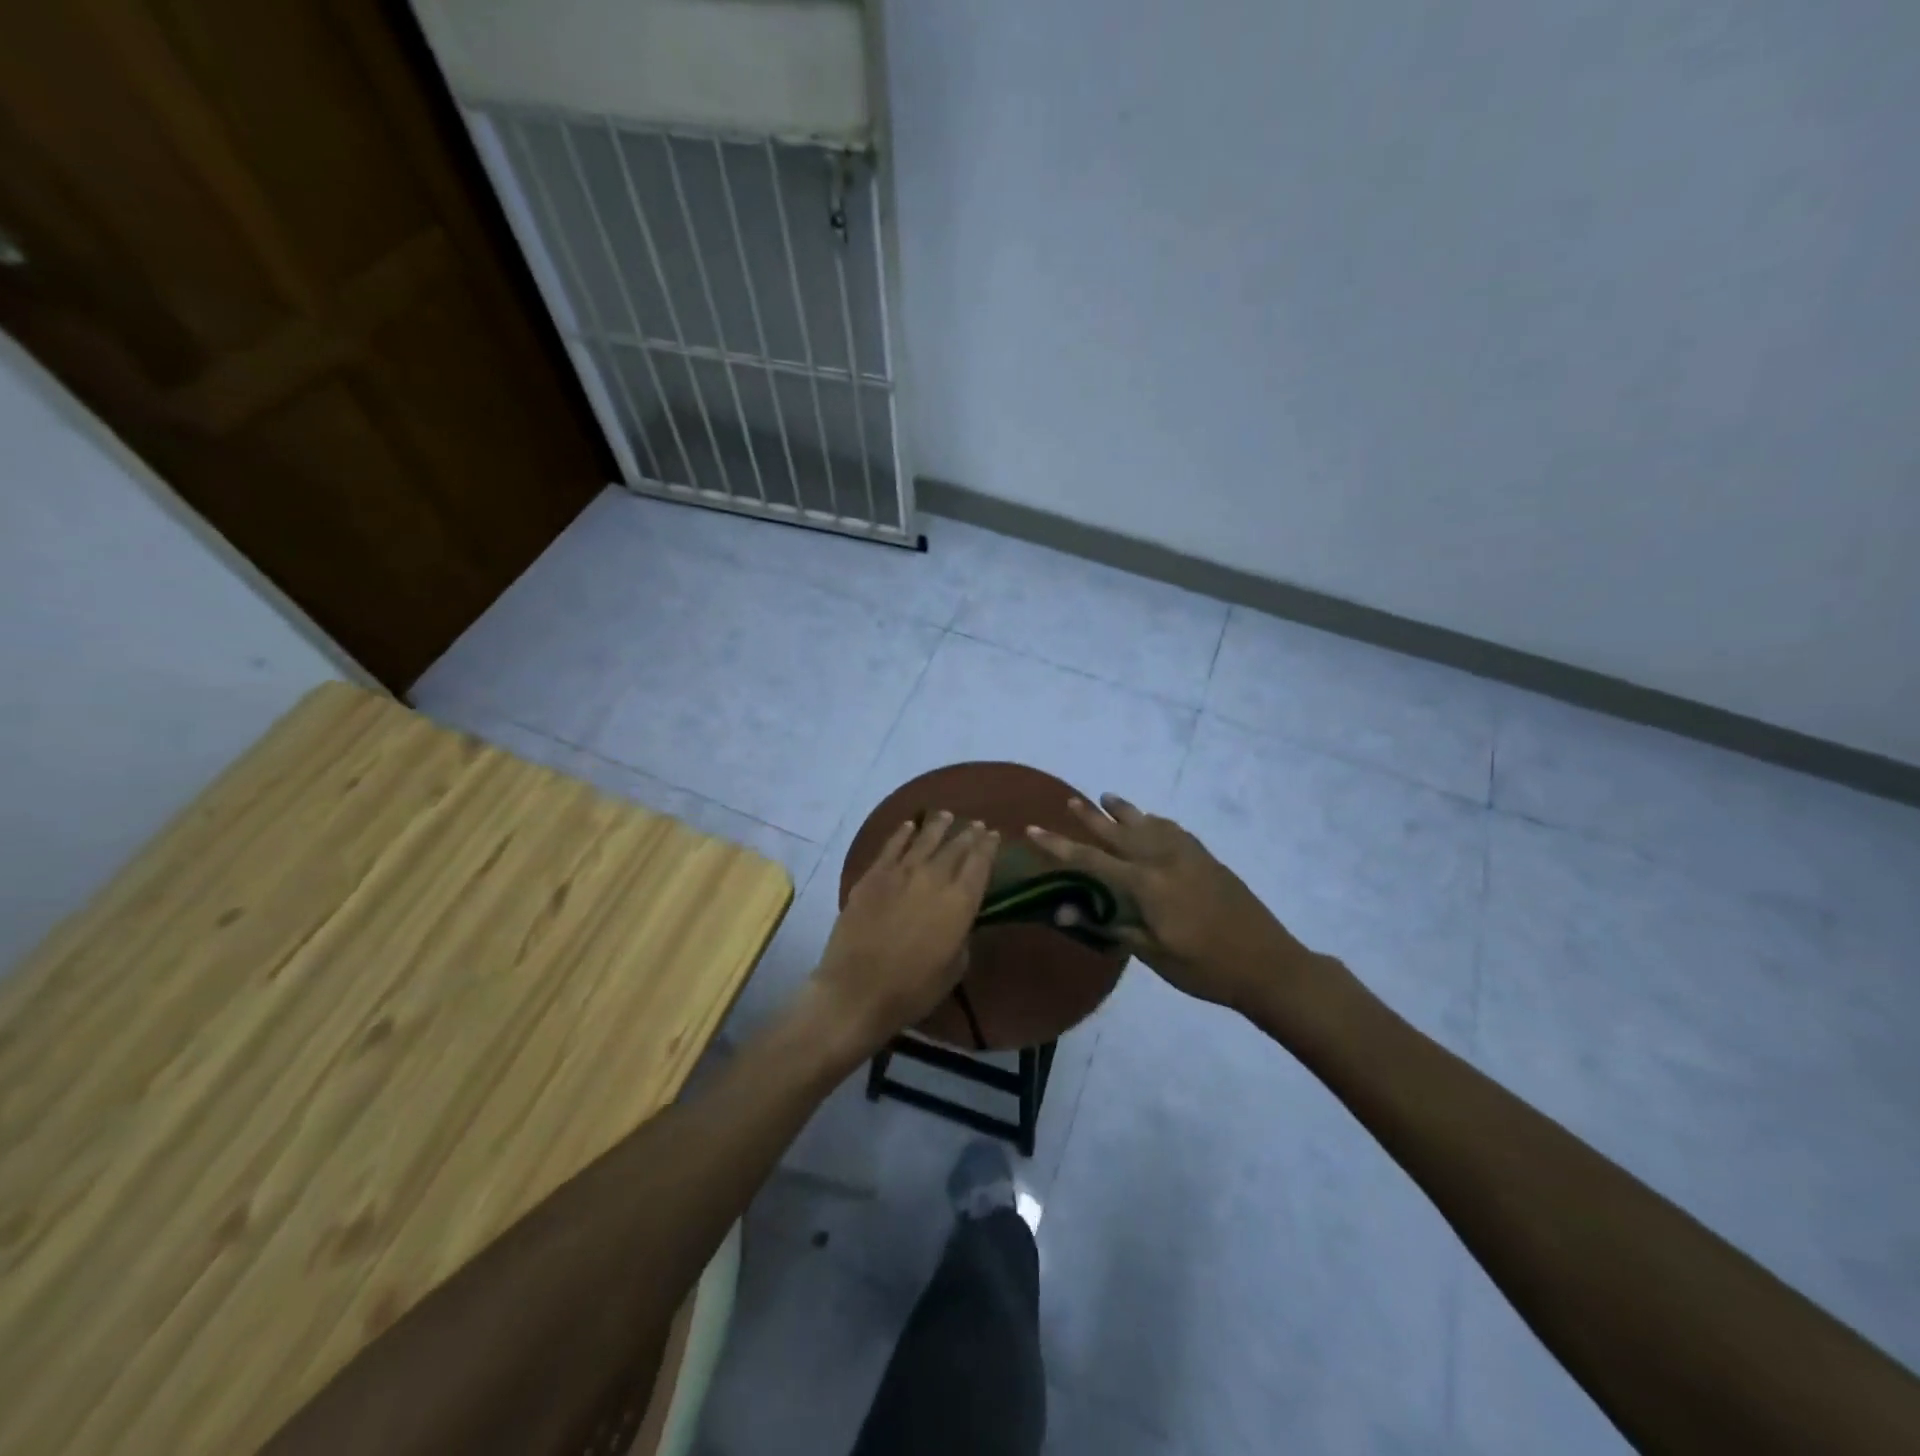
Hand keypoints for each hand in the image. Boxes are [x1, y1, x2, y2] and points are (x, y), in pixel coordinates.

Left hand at [814, 812, 997, 1048]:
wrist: (858, 990)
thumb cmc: (913, 989)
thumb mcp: (954, 967)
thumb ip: (962, 935)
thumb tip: (959, 918)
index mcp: (960, 902)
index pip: (980, 864)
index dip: (989, 847)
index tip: (994, 834)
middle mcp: (934, 879)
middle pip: (955, 848)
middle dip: (968, 834)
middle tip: (976, 824)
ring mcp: (900, 873)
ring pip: (925, 840)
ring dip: (938, 826)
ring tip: (947, 815)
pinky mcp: (872, 876)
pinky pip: (891, 846)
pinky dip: (902, 833)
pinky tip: (910, 825)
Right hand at [1027, 794, 1320, 1012]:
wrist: (1268, 964)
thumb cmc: (1204, 967)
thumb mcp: (1151, 953)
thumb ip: (1109, 925)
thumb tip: (1064, 910)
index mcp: (1147, 884)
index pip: (1092, 860)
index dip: (1059, 846)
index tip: (1034, 829)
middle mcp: (1164, 859)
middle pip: (1120, 832)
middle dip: (1092, 817)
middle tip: (1070, 801)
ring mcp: (1190, 856)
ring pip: (1149, 824)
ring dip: (1126, 811)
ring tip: (1107, 798)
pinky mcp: (1208, 860)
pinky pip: (1174, 830)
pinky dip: (1156, 822)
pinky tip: (1153, 822)